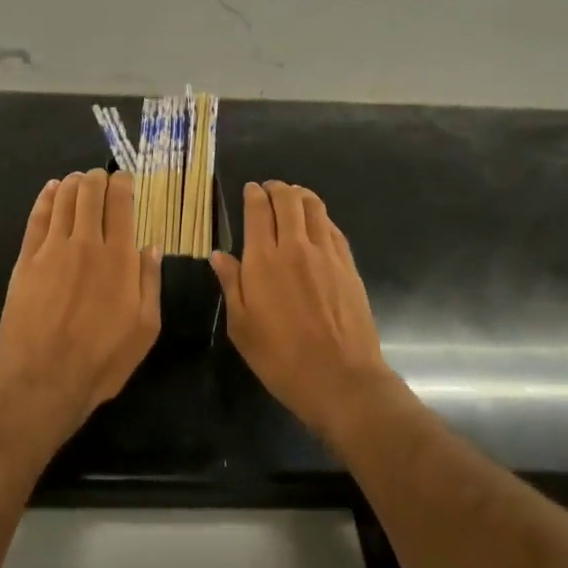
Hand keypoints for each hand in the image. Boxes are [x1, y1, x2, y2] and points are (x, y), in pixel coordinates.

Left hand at [0, 170, 162, 437]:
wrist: (44, 379)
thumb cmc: (102, 359)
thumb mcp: (145, 328)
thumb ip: (149, 282)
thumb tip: (151, 247)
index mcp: (119, 259)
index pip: (121, 204)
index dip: (123, 184)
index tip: (125, 179)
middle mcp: (86, 244)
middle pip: (90, 193)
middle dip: (97, 178)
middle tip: (101, 177)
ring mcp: (52, 250)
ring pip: (63, 199)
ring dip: (73, 183)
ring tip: (78, 179)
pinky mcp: (26, 260)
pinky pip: (37, 218)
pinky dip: (46, 198)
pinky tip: (51, 189)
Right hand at [210, 181, 398, 445]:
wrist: (341, 378)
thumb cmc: (281, 357)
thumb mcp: (241, 327)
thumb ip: (230, 284)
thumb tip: (218, 255)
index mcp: (263, 259)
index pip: (258, 210)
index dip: (253, 194)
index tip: (250, 190)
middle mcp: (295, 246)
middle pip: (288, 199)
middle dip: (277, 188)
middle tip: (270, 190)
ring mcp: (327, 254)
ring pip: (314, 207)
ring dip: (301, 196)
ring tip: (293, 197)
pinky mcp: (348, 265)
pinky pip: (333, 228)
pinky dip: (321, 217)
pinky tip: (317, 224)